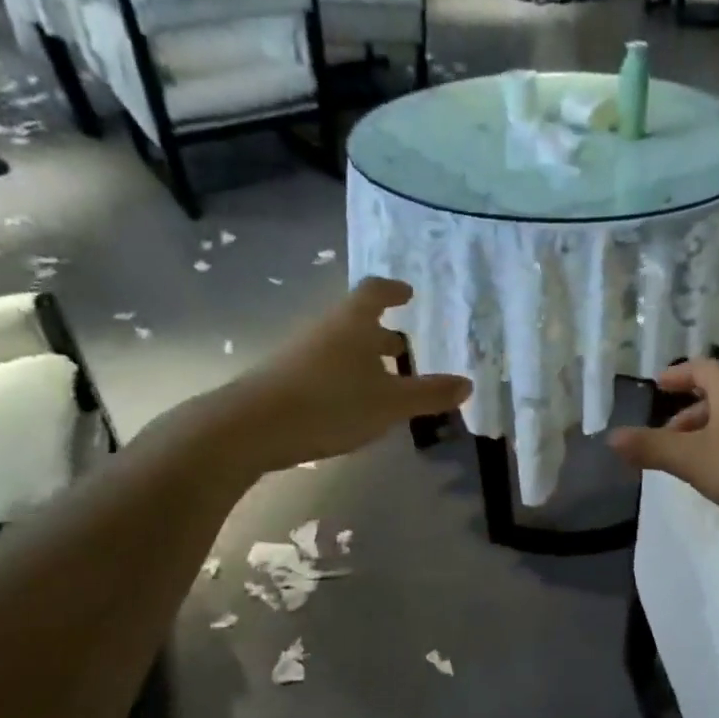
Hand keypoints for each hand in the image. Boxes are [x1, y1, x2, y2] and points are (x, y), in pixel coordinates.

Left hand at [206, 277, 470, 471]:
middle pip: (356, 322)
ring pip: (340, 347)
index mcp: (353, 323)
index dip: (393, 290)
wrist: (251, 426)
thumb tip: (467, 383)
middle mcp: (326, 330)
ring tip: (385, 382)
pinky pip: (325, 369)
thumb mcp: (390, 403)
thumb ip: (429, 393)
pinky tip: (353, 405)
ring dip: (364, 359)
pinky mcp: (285, 379)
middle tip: (404, 348)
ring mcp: (301, 354)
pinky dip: (346, 378)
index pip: (374, 291)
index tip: (408, 294)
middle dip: (382, 334)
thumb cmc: (331, 403)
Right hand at [607, 360, 718, 542]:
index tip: (656, 386)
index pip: (698, 368)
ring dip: (711, 431)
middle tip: (667, 437)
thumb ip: (651, 448)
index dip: (674, 376)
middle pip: (718, 393)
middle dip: (689, 413)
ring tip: (694, 460)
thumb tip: (611, 438)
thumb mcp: (693, 460)